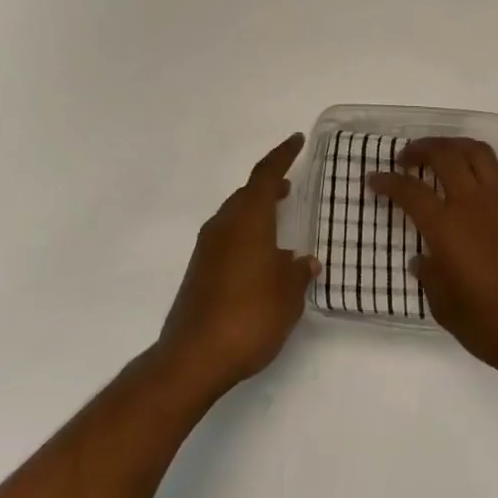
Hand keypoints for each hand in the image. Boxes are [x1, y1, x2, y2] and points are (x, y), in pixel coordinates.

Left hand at [156, 133, 318, 401]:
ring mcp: (207, 248)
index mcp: (248, 220)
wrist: (193, 357)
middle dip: (268, 186)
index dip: (282, 155)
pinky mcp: (199, 270)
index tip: (296, 140)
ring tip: (277, 221)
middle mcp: (224, 225)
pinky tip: (260, 258)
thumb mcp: (287, 296)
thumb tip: (304, 261)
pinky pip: (226, 238)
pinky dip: (245, 234)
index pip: (265, 175)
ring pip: (234, 215)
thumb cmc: (249, 317)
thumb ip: (297, 273)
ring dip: (255, 212)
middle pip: (246, 193)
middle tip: (289, 185)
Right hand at [369, 137, 497, 380]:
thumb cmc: (486, 324)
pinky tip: (480, 186)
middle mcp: (473, 202)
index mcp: (446, 226)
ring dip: (455, 146)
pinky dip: (485, 171)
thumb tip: (422, 259)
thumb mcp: (443, 305)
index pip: (409, 190)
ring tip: (444, 154)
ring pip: (478, 152)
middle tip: (407, 157)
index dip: (387, 181)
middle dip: (421, 148)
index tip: (374, 179)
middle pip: (444, 154)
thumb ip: (429, 275)